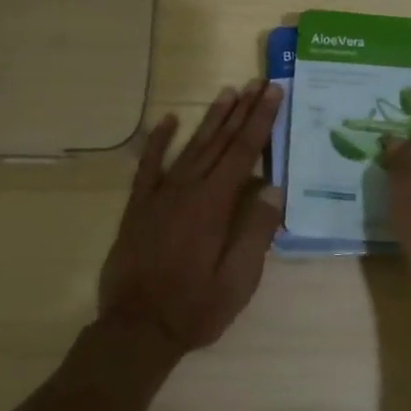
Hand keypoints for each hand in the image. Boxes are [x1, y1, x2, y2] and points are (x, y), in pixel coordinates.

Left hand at [98, 81, 284, 352]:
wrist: (136, 329)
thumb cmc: (195, 307)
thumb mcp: (238, 280)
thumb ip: (256, 232)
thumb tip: (273, 189)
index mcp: (214, 204)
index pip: (244, 152)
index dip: (261, 121)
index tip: (274, 93)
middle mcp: (188, 189)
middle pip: (220, 141)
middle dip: (242, 110)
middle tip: (259, 82)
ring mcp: (160, 195)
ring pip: (191, 146)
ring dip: (211, 118)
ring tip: (228, 91)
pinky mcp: (139, 206)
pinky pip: (148, 165)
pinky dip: (158, 141)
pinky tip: (168, 120)